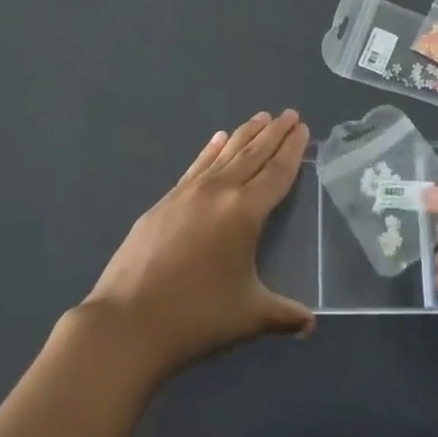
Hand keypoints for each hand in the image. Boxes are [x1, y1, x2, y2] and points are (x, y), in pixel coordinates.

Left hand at [82, 110, 313, 381]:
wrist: (128, 322)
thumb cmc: (197, 317)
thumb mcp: (249, 316)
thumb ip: (284, 315)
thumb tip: (310, 323)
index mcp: (245, 211)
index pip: (276, 172)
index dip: (291, 149)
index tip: (302, 127)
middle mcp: (218, 191)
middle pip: (252, 153)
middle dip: (273, 132)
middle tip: (289, 113)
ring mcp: (187, 193)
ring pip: (224, 154)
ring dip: (244, 134)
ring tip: (260, 117)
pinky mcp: (164, 202)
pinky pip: (196, 166)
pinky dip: (210, 150)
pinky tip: (216, 139)